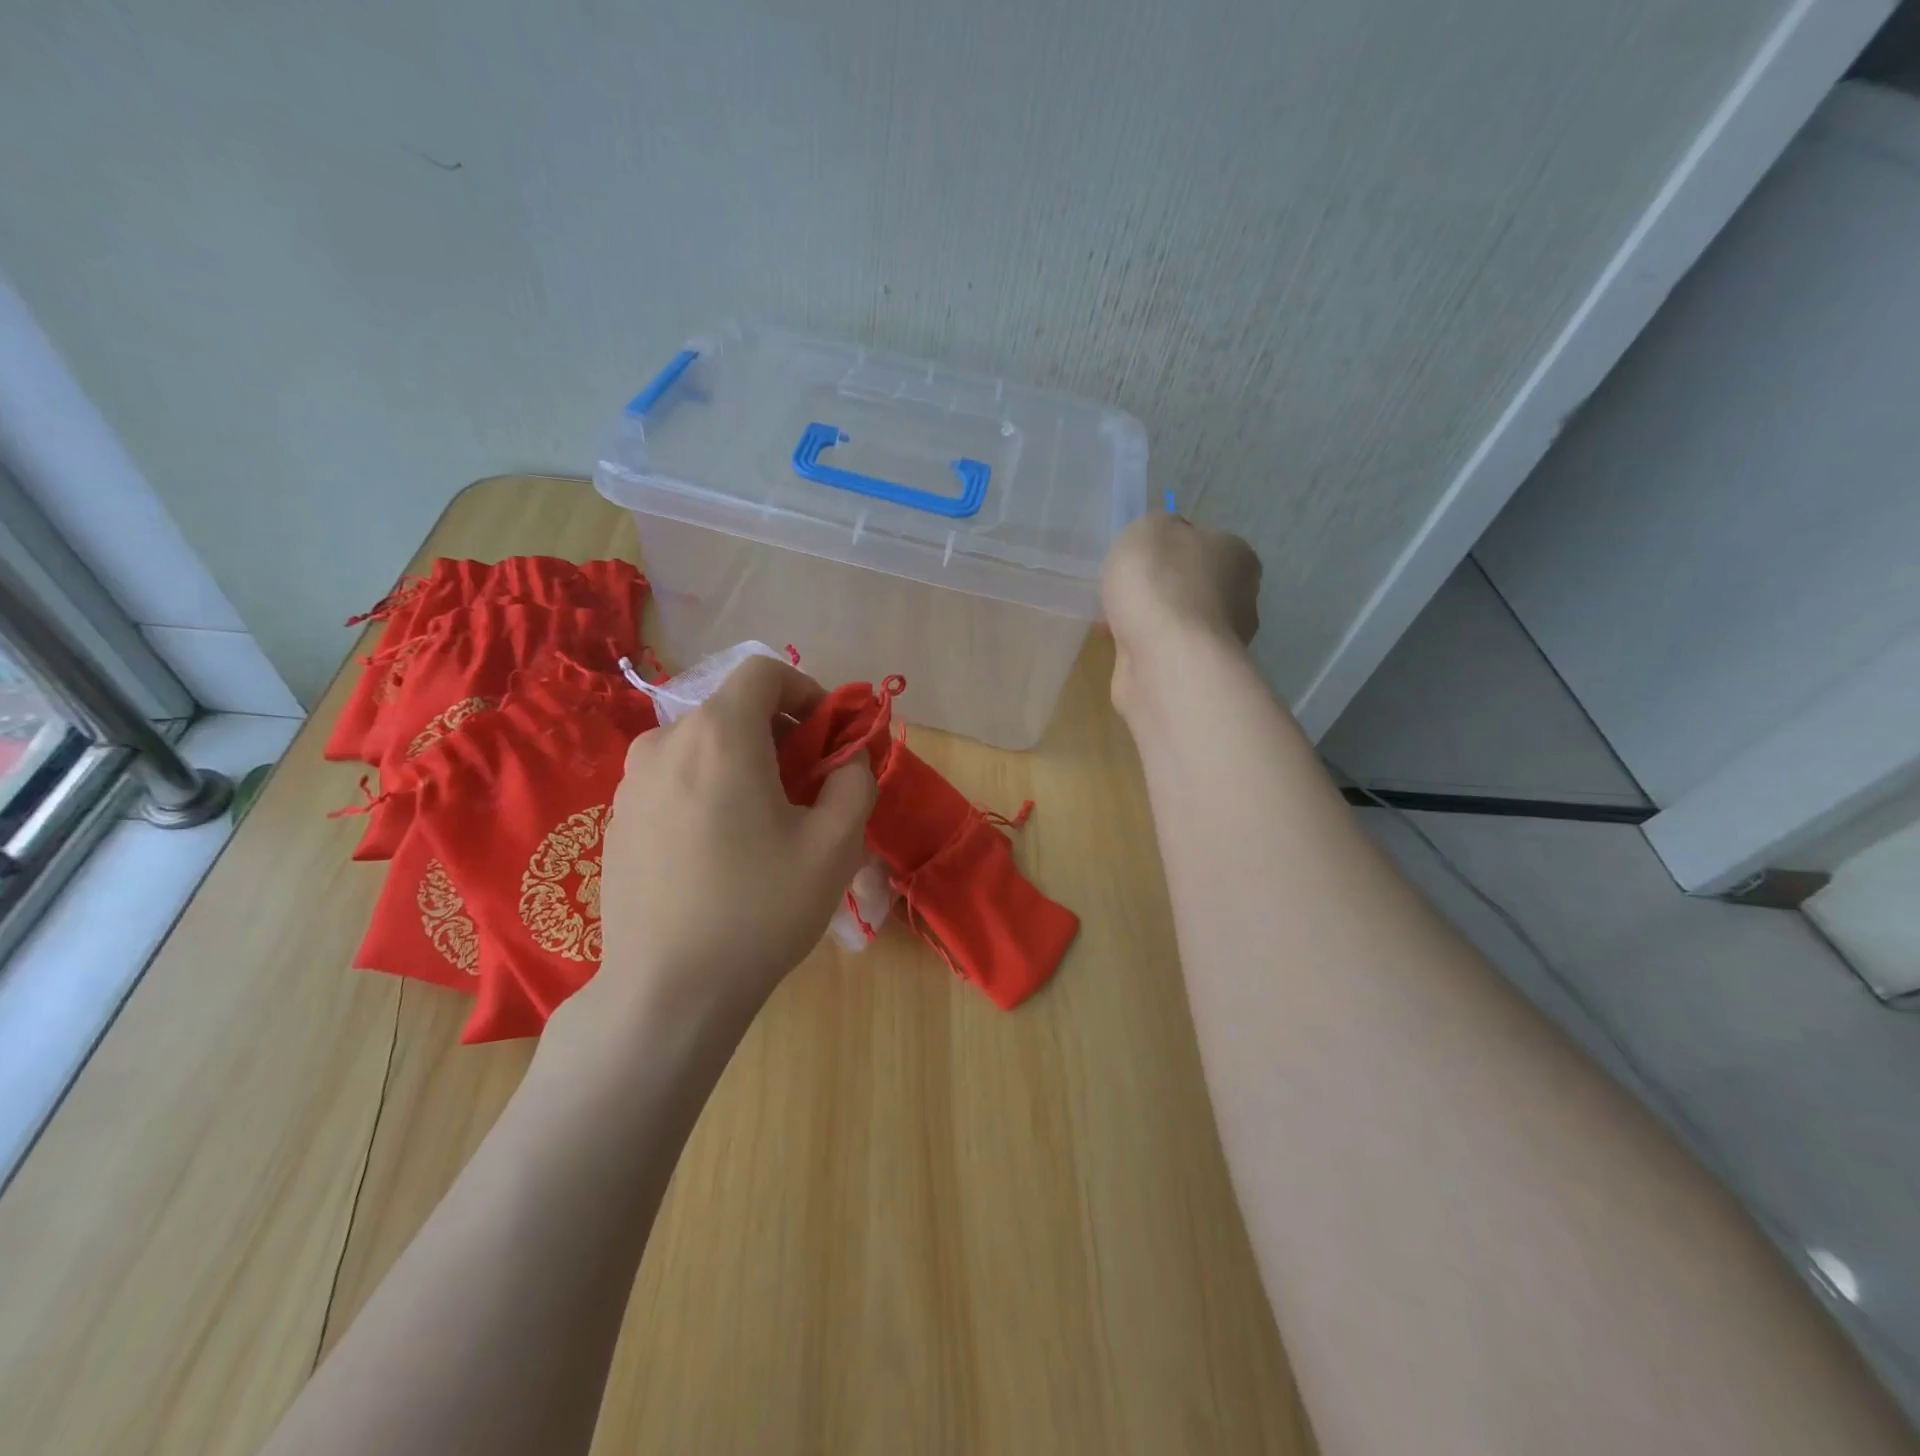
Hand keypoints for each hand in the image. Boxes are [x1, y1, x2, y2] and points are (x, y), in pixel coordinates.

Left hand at [562, 656, 875, 1041]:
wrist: (666, 990)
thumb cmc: (759, 909)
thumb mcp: (835, 845)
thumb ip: (854, 783)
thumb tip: (847, 761)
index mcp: (718, 734)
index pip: (764, 672)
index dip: (806, 691)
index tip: (829, 736)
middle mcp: (664, 742)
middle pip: (733, 709)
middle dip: (781, 734)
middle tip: (809, 786)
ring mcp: (631, 782)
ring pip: (703, 746)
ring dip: (745, 763)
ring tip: (768, 821)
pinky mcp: (617, 820)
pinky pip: (675, 780)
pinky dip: (709, 789)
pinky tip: (723, 849)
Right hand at [1102, 513, 1260, 710]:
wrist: (1165, 660)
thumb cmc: (1161, 584)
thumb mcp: (1149, 529)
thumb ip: (1156, 528)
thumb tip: (1163, 543)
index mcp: (1238, 556)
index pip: (1205, 543)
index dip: (1169, 548)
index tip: (1140, 558)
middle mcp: (1240, 599)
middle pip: (1191, 585)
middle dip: (1158, 590)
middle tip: (1124, 591)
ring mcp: (1219, 643)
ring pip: (1176, 622)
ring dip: (1147, 622)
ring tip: (1112, 622)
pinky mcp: (1195, 674)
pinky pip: (1163, 652)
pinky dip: (1142, 649)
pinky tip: (1119, 647)